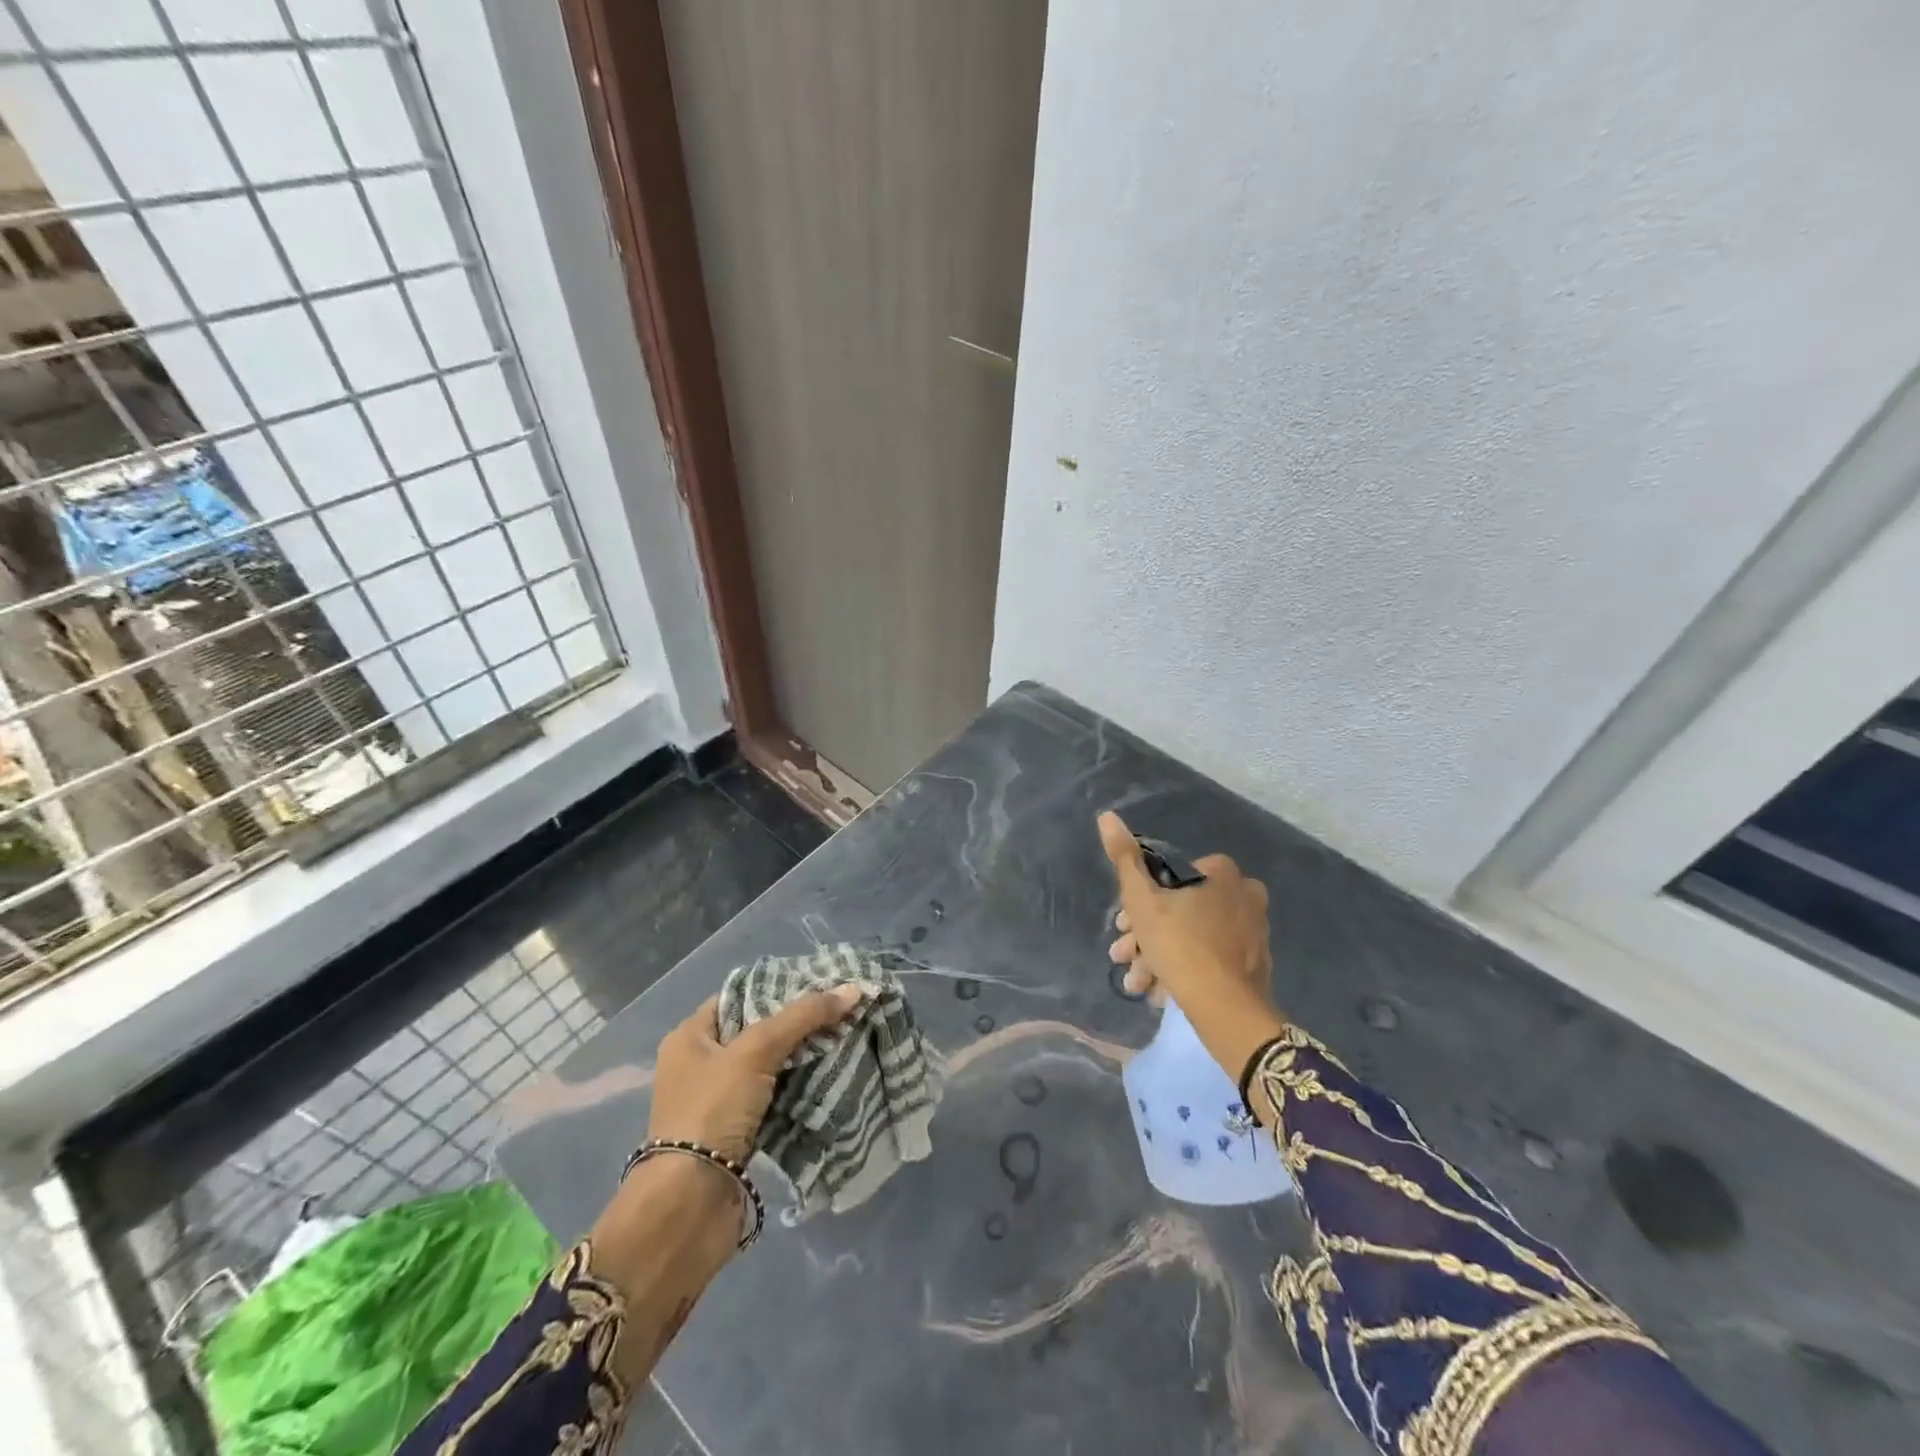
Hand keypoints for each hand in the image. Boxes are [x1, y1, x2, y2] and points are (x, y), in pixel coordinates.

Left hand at [647, 984, 862, 1161]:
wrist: (691, 1204)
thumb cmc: (713, 1111)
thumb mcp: (756, 1051)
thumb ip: (803, 1017)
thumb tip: (855, 989)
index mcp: (690, 1037)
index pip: (739, 996)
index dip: (778, 987)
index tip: (820, 984)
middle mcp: (700, 1064)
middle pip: (758, 1030)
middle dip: (797, 1023)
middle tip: (840, 1011)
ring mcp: (718, 1100)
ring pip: (769, 1065)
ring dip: (802, 1057)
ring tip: (845, 1038)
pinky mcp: (737, 1132)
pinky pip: (774, 1097)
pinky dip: (799, 1088)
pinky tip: (831, 1076)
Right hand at [1099, 810, 1286, 1083]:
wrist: (1225, 1008)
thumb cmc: (1178, 943)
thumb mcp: (1141, 899)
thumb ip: (1124, 857)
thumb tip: (1107, 816)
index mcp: (1221, 872)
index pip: (1168, 876)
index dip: (1139, 900)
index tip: (1121, 925)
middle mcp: (1244, 895)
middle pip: (1180, 909)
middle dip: (1146, 934)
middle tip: (1124, 956)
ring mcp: (1253, 932)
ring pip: (1192, 936)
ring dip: (1158, 957)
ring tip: (1137, 983)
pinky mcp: (1255, 965)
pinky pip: (1210, 959)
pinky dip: (1184, 970)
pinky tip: (1161, 992)